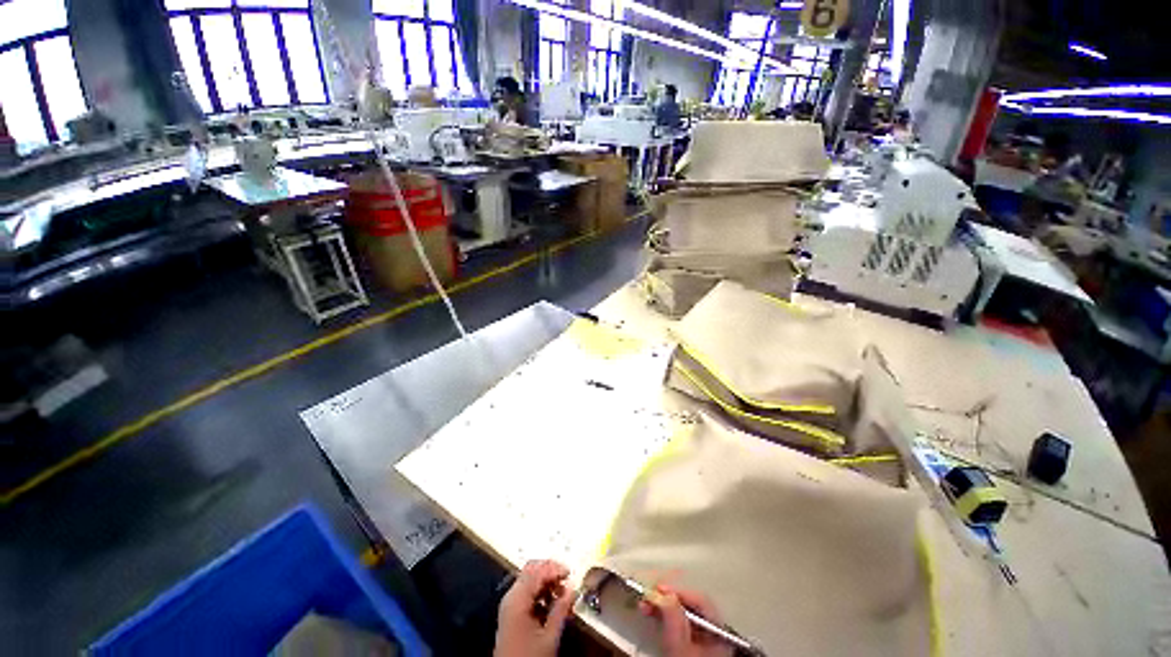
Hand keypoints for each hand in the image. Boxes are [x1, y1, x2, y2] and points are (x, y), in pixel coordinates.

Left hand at [494, 560, 576, 656]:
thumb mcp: (549, 637)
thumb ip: (561, 610)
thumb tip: (573, 589)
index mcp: (518, 598)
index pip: (537, 571)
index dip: (555, 569)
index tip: (570, 574)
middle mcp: (511, 596)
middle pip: (531, 570)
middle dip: (550, 571)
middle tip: (566, 580)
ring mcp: (510, 604)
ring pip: (529, 580)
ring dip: (546, 582)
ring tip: (562, 594)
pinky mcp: (511, 612)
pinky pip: (526, 592)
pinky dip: (540, 591)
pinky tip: (551, 602)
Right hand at [640, 584, 733, 656]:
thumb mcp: (679, 649)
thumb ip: (674, 620)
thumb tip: (665, 594)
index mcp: (719, 632)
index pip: (701, 601)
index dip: (679, 591)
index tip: (658, 589)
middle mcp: (715, 634)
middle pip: (692, 607)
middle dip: (668, 600)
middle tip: (648, 597)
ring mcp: (705, 642)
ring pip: (684, 615)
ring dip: (664, 608)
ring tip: (646, 606)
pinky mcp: (694, 649)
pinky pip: (681, 626)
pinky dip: (666, 619)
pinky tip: (654, 617)